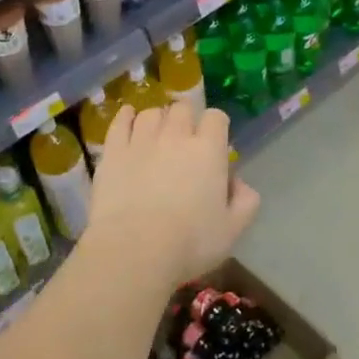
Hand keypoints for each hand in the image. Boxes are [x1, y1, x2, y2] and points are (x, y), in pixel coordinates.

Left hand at [85, 102, 260, 288]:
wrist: (134, 250)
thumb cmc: (190, 242)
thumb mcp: (232, 230)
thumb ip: (245, 202)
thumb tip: (240, 184)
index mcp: (208, 150)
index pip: (216, 117)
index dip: (217, 126)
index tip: (215, 142)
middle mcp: (176, 135)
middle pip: (183, 109)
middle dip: (187, 119)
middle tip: (185, 140)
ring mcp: (141, 140)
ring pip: (151, 113)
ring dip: (158, 119)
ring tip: (157, 135)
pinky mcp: (113, 151)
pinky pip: (120, 122)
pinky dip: (126, 116)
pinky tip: (128, 117)